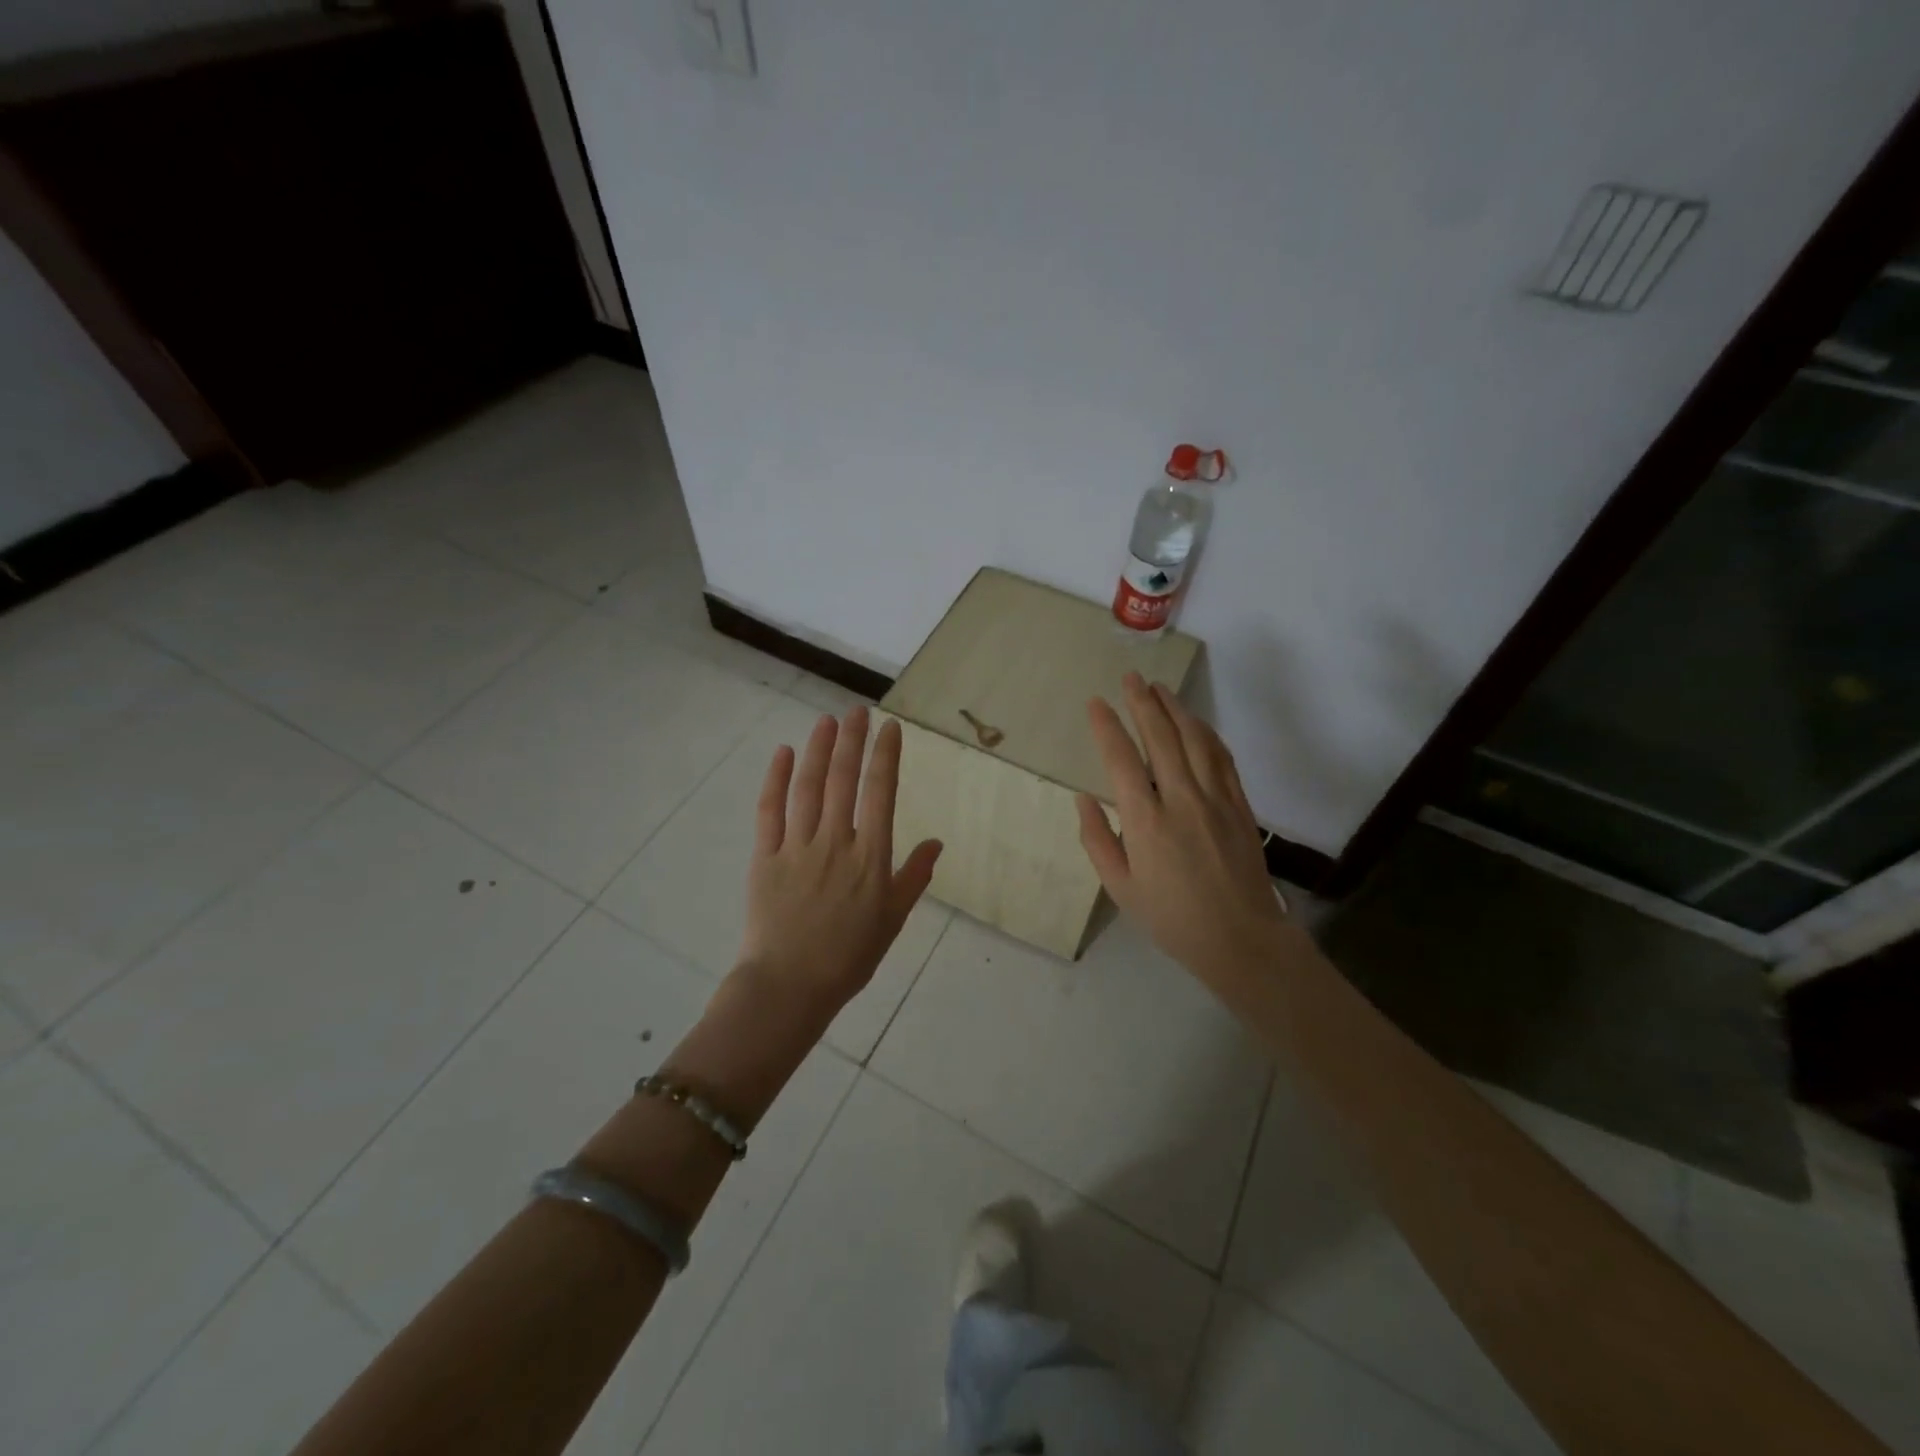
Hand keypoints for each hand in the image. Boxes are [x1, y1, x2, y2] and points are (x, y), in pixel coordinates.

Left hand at [734, 706, 941, 1022]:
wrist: (790, 987)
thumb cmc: (848, 957)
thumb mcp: (893, 921)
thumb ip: (914, 878)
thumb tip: (937, 843)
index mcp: (871, 857)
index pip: (881, 793)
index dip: (885, 756)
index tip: (889, 727)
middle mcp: (836, 842)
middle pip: (844, 779)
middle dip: (852, 740)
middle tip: (856, 710)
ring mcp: (797, 847)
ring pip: (809, 787)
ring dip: (818, 750)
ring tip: (826, 721)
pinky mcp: (765, 857)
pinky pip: (770, 810)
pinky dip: (776, 779)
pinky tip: (783, 754)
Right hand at [1076, 674, 1289, 990]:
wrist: (1240, 938)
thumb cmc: (1172, 918)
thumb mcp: (1120, 888)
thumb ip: (1097, 840)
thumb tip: (1084, 799)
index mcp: (1146, 822)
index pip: (1121, 760)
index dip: (1107, 726)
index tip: (1096, 702)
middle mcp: (1181, 800)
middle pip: (1161, 738)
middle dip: (1142, 703)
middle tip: (1130, 678)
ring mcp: (1215, 799)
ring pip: (1195, 740)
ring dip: (1176, 709)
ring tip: (1160, 689)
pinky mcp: (1239, 805)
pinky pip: (1222, 758)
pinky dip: (1206, 733)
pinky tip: (1196, 722)